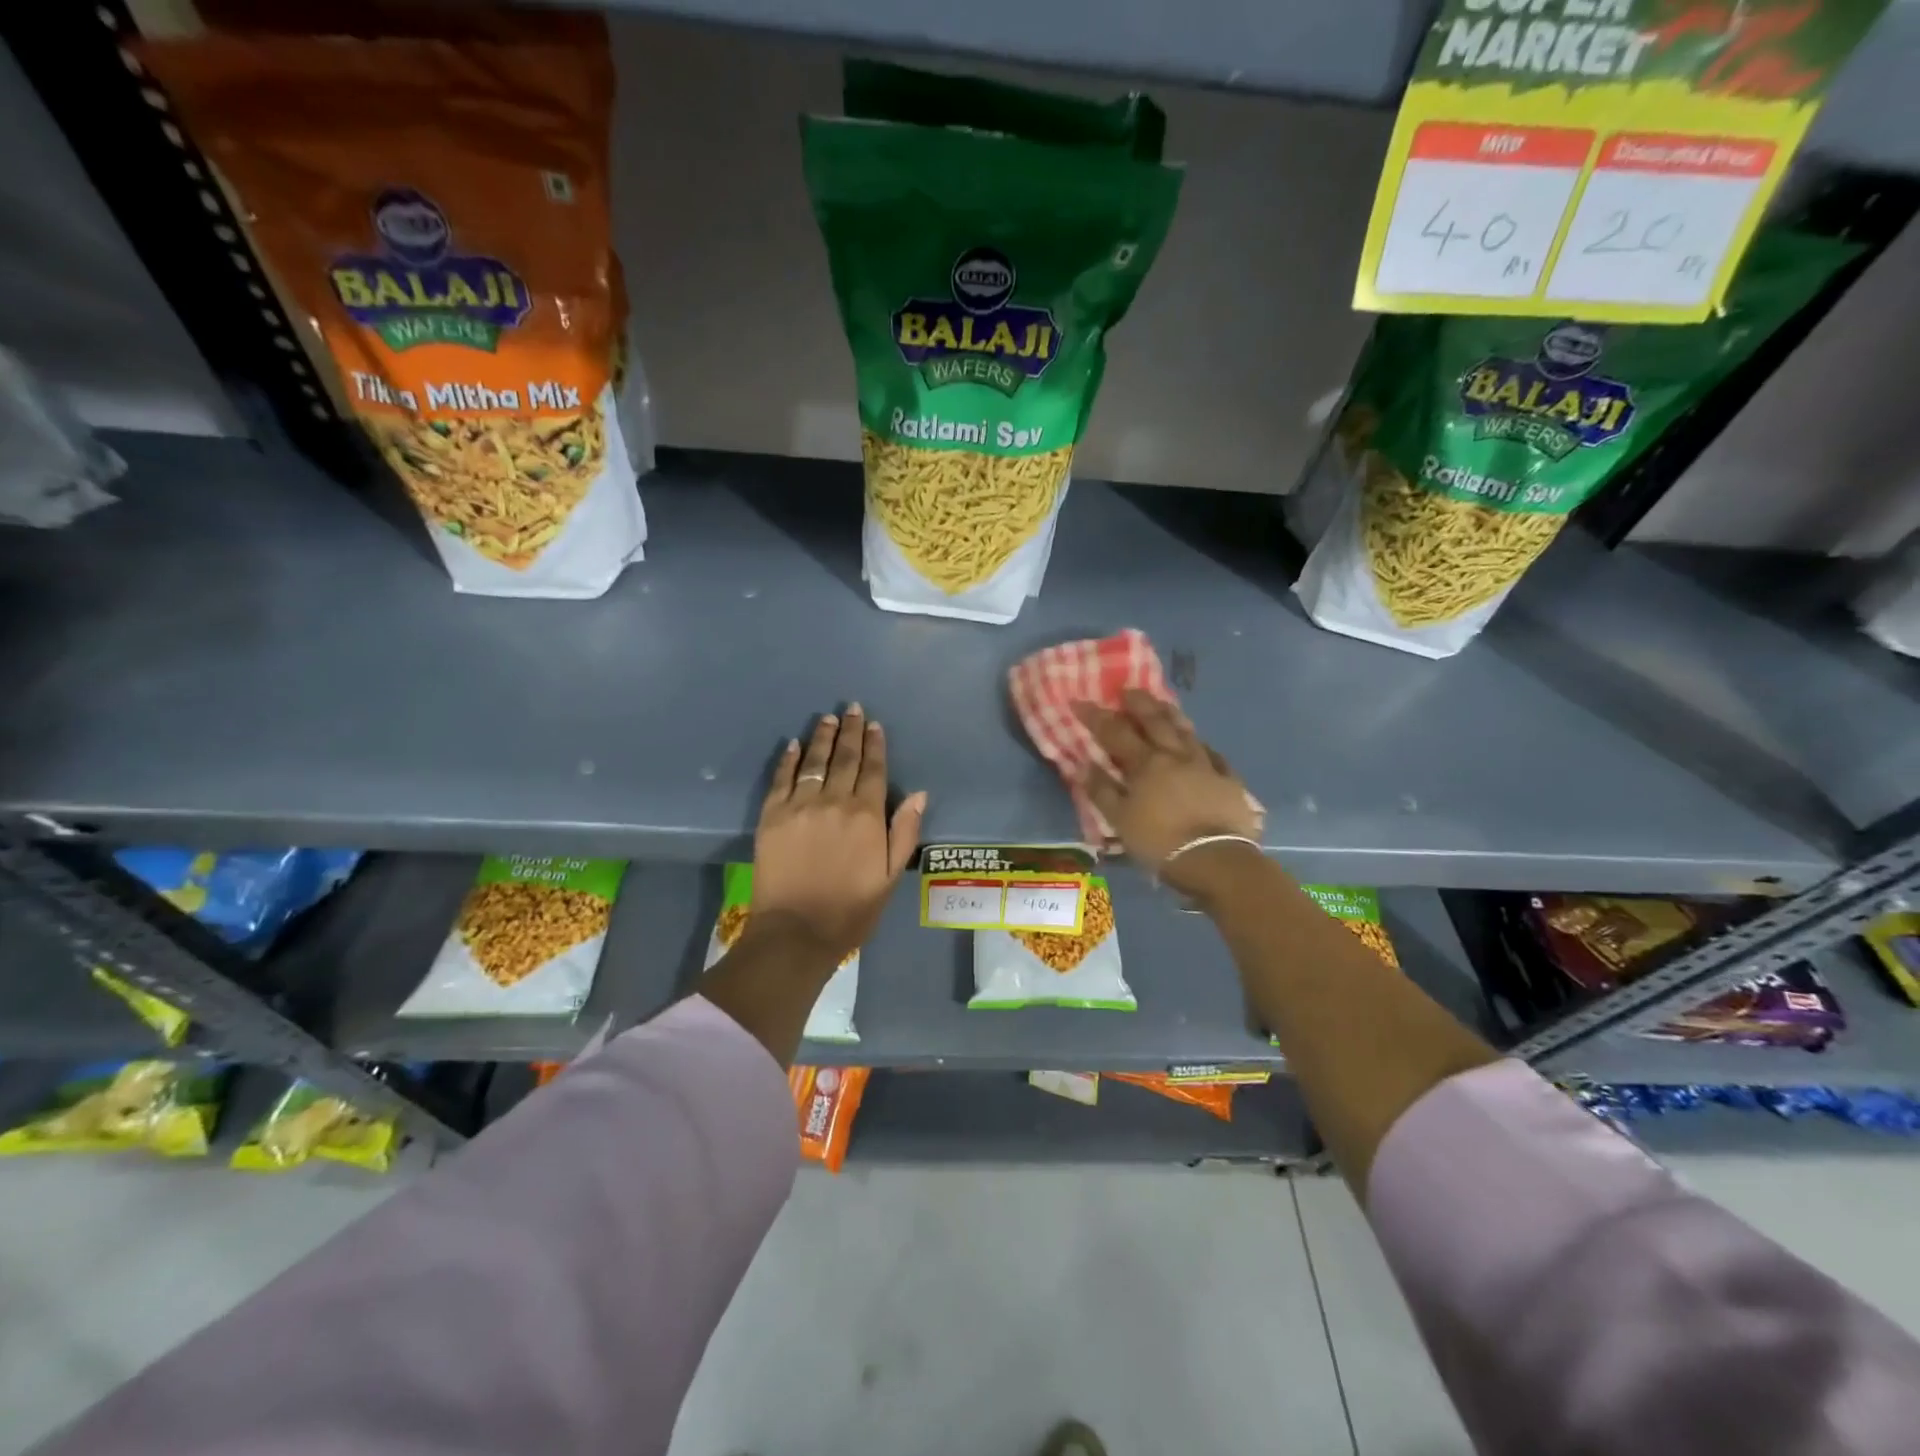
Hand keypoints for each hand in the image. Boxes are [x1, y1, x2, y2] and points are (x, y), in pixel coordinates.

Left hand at [752, 704, 926, 962]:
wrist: (796, 932)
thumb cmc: (851, 909)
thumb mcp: (890, 877)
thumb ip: (904, 832)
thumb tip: (919, 794)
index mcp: (866, 815)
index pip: (873, 770)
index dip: (875, 745)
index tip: (874, 725)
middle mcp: (834, 801)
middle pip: (844, 758)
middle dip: (850, 732)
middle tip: (851, 708)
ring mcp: (799, 806)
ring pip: (813, 762)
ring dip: (821, 737)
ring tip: (827, 718)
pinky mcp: (772, 816)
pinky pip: (781, 779)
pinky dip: (788, 760)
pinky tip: (793, 744)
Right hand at [1073, 690, 1260, 892]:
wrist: (1215, 860)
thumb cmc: (1159, 841)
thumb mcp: (1120, 820)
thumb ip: (1101, 790)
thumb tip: (1082, 764)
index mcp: (1145, 763)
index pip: (1115, 732)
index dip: (1095, 716)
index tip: (1079, 702)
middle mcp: (1175, 755)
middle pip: (1155, 721)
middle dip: (1138, 703)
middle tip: (1127, 690)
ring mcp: (1205, 765)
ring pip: (1186, 731)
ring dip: (1171, 714)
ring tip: (1162, 704)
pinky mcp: (1229, 781)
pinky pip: (1214, 755)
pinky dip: (1202, 745)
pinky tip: (1201, 744)